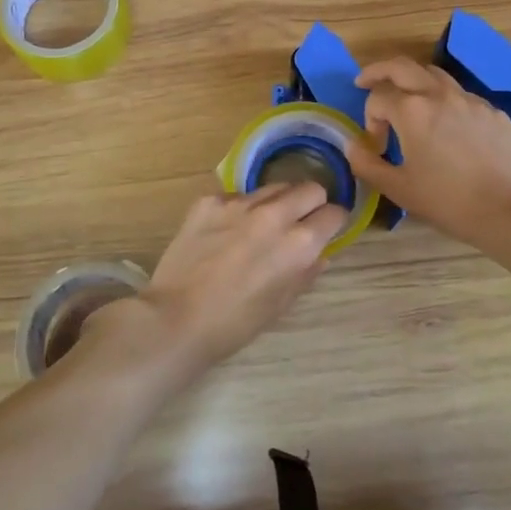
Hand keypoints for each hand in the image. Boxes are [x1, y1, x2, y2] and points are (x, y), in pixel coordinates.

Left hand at [84, 183, 347, 385]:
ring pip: (274, 186)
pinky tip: (225, 232)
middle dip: (311, 203)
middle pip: (310, 188)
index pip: (335, 213)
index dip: (333, 223)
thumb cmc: (234, 323)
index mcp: (300, 243)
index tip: (326, 230)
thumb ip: (305, 273)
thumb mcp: (281, 304)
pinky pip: (237, 195)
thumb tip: (319, 254)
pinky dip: (240, 209)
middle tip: (299, 222)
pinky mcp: (210, 200)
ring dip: (276, 203)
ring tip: (260, 225)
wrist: (176, 319)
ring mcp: (239, 203)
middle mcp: (275, 214)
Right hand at [343, 58, 510, 245]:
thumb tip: (352, 146)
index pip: (377, 97)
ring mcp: (470, 99)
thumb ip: (367, 164)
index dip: (369, 119)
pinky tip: (447, 125)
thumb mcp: (398, 189)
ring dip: (413, 80)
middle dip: (379, 71)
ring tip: (407, 98)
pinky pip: (461, 95)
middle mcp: (439, 94)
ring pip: (434, 74)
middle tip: (365, 81)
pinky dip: (444, 100)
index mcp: (411, 110)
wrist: (510, 209)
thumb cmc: (448, 201)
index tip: (376, 146)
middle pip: (402, 66)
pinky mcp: (492, 111)